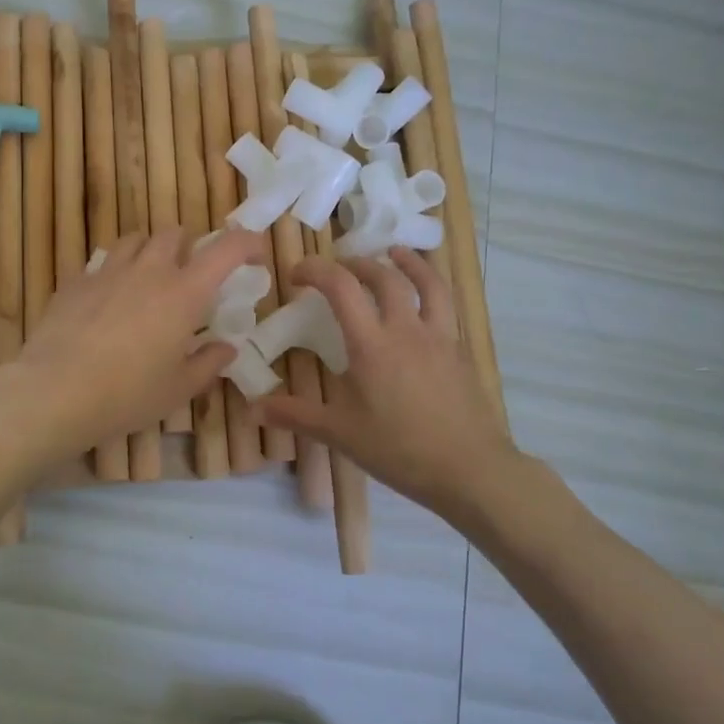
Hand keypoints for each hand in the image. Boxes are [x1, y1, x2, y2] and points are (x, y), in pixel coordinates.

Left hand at [5, 227, 267, 457]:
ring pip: (134, 240)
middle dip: (189, 245)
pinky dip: (113, 273)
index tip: (255, 254)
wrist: (54, 392)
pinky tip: (107, 301)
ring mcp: (108, 272)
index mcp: (184, 293)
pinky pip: (101, 264)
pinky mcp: (75, 282)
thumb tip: (225, 348)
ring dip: (148, 251)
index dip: (247, 243)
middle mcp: (149, 271)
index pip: (227, 249)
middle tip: (189, 274)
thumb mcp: (177, 389)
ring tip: (147, 279)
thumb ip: (207, 364)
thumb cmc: (127, 394)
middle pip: (174, 233)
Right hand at [256, 249, 524, 520]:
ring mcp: (440, 338)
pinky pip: (447, 308)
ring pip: (428, 283)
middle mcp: (407, 329)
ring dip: (409, 262)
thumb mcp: (340, 433)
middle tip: (341, 266)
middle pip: (385, 276)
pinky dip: (432, 292)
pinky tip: (425, 306)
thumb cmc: (399, 449)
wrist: (470, 469)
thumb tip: (252, 409)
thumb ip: (296, 415)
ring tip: (396, 254)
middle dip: (358, 264)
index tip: (297, 275)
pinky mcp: (462, 352)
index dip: (315, 270)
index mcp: (372, 344)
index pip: (341, 287)